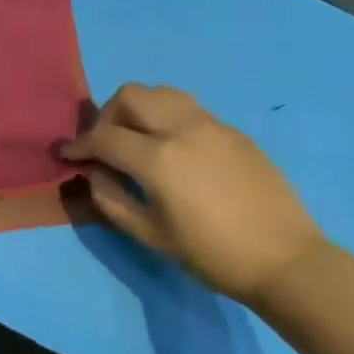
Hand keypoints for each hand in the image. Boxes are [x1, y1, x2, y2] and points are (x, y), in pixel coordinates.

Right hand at [61, 84, 328, 306]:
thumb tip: (96, 173)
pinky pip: (190, 109)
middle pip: (131, 96)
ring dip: (139, 109)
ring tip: (137, 138)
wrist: (285, 260)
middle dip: (107, 115)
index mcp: (159, 158)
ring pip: (162, 93)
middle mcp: (183, 129)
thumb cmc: (212, 255)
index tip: (68, 155)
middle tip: (105, 144)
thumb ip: (112, 199)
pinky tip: (174, 150)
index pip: (104, 136)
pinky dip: (168, 118)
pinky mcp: (234, 132)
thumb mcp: (150, 235)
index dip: (80, 144)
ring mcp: (212, 125)